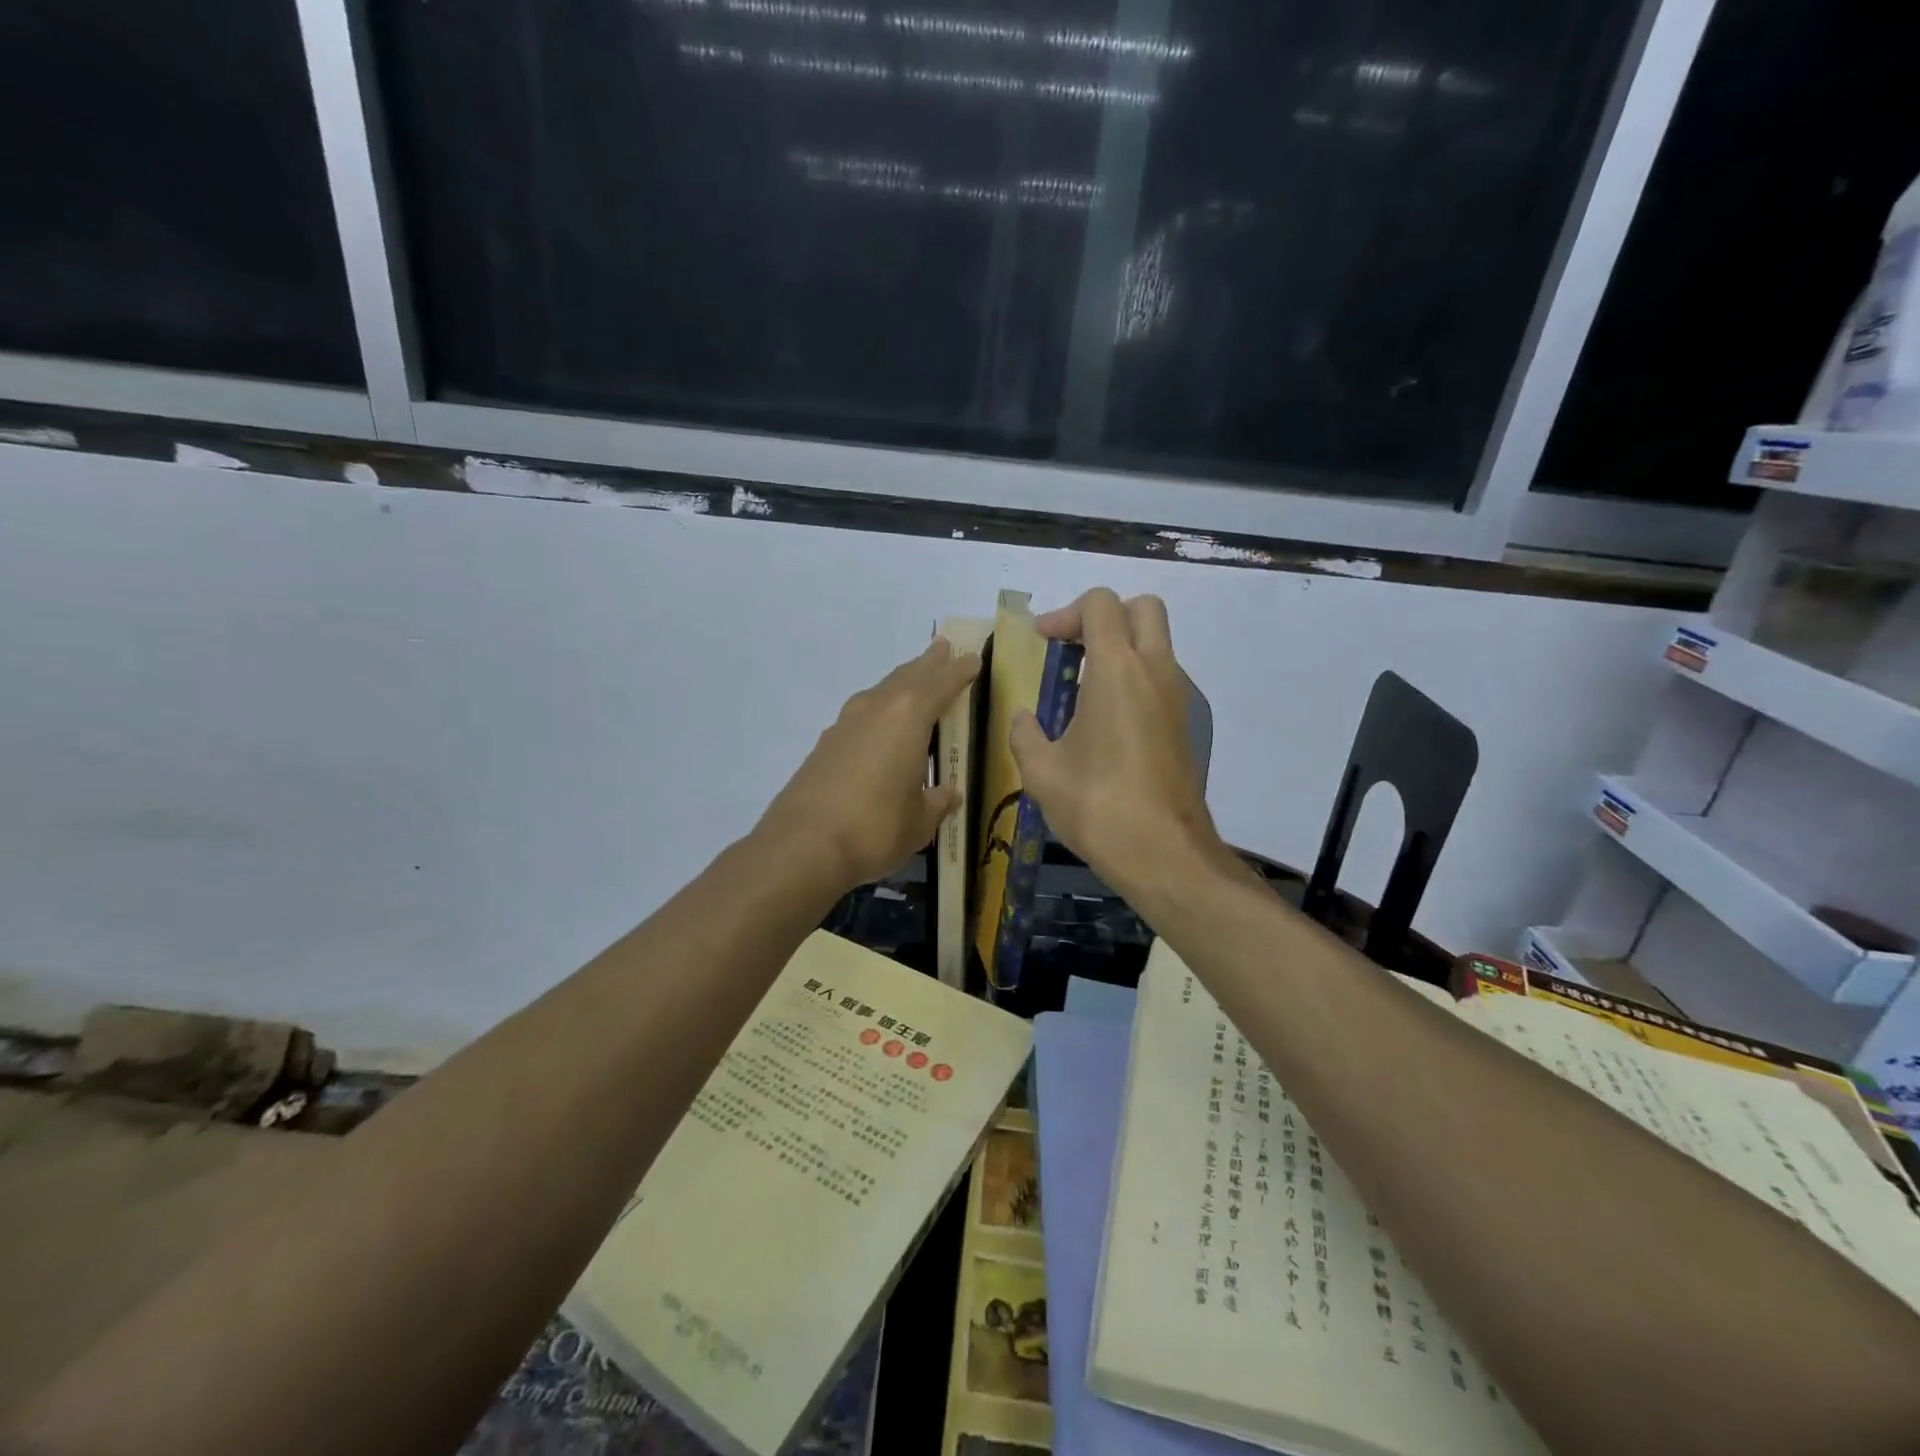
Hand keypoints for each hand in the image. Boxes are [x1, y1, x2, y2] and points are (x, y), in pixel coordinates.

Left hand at [759, 638, 980, 892]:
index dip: (959, 671)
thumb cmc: (876, 828)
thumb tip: (949, 795)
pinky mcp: (825, 744)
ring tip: (915, 678)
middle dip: (928, 663)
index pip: (941, 684)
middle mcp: (876, 709)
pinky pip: (863, 714)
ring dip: (902, 683)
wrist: (803, 845)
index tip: (972, 658)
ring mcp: (846, 724)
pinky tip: (881, 725)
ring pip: (881, 692)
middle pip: (908, 677)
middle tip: (943, 647)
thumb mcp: (920, 822)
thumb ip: (937, 803)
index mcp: (908, 718)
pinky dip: (879, 709)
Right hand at [1010, 588, 1223, 895]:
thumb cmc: (1097, 805)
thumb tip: (1024, 718)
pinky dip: (1134, 678)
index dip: (1065, 613)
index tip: (1042, 642)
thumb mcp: (1041, 771)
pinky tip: (1104, 721)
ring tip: (1081, 689)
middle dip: (1104, 616)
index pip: (1101, 604)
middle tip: (1072, 649)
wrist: (1163, 852)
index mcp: (1117, 669)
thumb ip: (1025, 734)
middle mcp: (1155, 671)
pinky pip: (1160, 678)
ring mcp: (1177, 698)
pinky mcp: (1183, 725)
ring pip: (1156, 643)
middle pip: (1143, 608)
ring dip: (1121, 649)